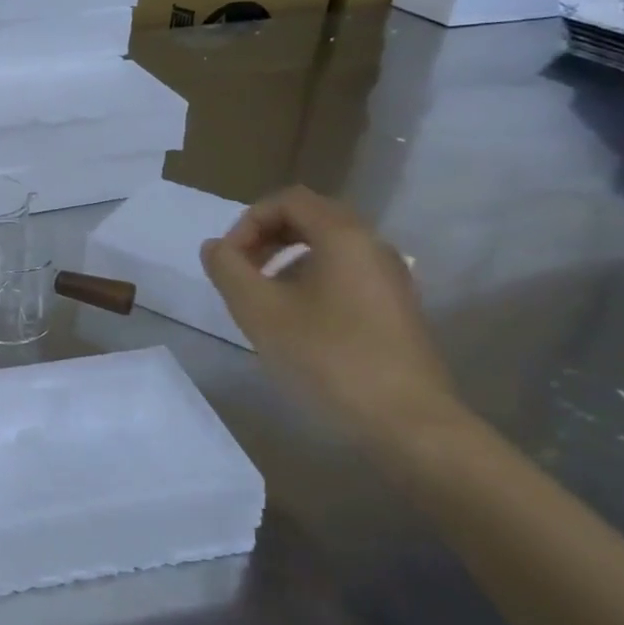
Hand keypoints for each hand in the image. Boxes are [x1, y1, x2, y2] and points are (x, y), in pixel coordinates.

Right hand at [200, 187, 454, 433]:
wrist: (408, 423)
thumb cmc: (328, 358)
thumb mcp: (259, 311)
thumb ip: (228, 270)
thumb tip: (215, 247)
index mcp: (344, 236)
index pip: (287, 200)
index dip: (248, 222)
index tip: (229, 261)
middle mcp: (372, 246)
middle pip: (309, 218)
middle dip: (266, 238)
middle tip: (240, 273)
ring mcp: (389, 278)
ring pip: (327, 247)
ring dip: (285, 260)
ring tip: (262, 298)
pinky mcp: (395, 308)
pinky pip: (345, 273)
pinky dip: (310, 280)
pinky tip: (296, 321)